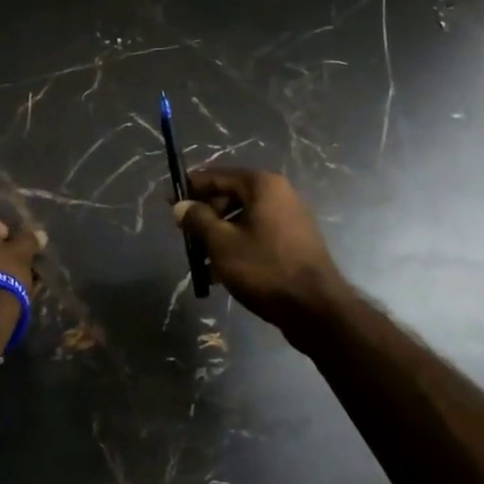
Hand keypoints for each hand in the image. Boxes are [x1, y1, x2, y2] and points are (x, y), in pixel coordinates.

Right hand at [173, 168, 347, 330]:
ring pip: (243, 220)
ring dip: (219, 236)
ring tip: (200, 262)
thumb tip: (181, 206)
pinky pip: (257, 236)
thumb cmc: (265, 268)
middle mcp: (279, 195)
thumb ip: (198, 220)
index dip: (191, 187)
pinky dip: (238, 247)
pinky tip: (220, 274)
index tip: (168, 201)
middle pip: (231, 197)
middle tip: (186, 236)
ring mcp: (290, 219)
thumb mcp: (222, 243)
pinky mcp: (294, 243)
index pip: (218, 176)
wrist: (315, 308)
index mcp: (263, 185)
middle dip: (206, 216)